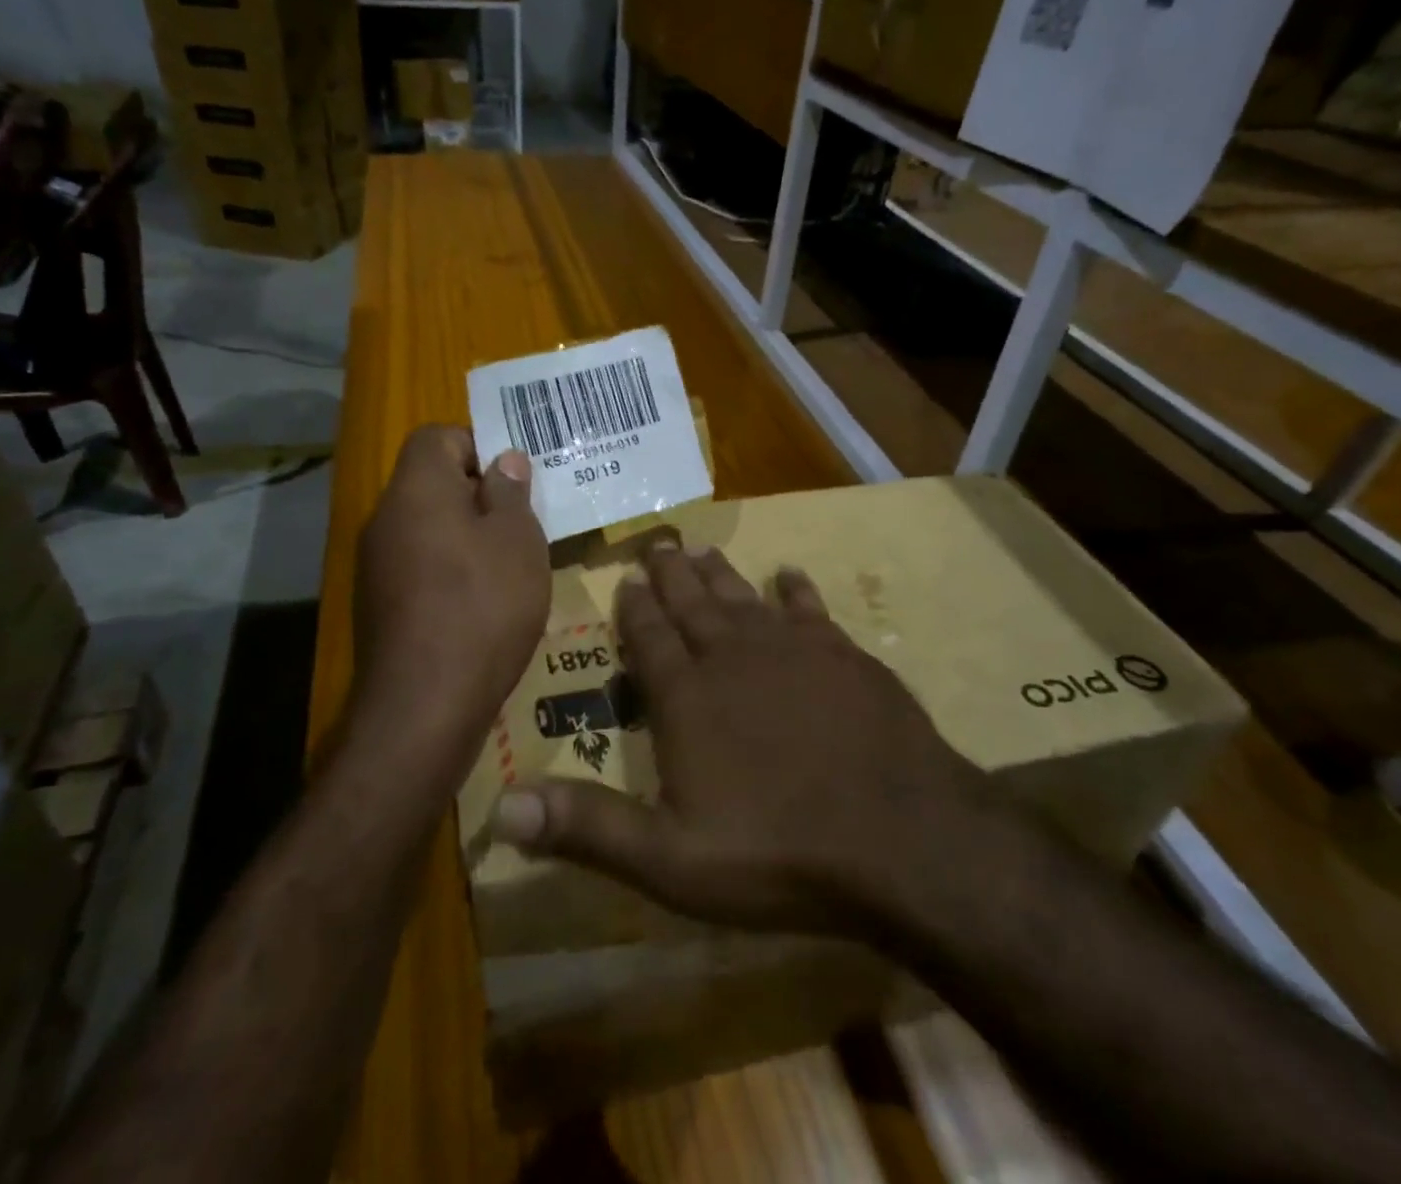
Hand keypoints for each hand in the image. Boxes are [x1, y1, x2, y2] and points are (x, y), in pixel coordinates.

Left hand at [352, 425, 548, 754]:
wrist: (424, 704)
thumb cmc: (483, 606)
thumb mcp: (518, 541)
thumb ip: (510, 492)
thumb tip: (504, 461)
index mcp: (416, 489)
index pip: (438, 436)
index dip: (478, 447)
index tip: (513, 482)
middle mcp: (385, 518)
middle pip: (431, 483)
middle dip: (478, 496)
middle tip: (521, 525)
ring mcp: (375, 564)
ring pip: (426, 527)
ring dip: (465, 536)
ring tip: (507, 567)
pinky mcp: (377, 604)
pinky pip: (417, 566)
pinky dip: (448, 571)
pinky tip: (480, 604)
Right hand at [490, 544, 992, 935]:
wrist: (901, 838)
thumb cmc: (777, 850)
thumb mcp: (669, 859)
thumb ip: (586, 827)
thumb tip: (499, 808)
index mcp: (687, 696)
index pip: (649, 638)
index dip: (634, 609)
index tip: (625, 577)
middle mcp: (733, 657)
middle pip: (693, 605)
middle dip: (670, 574)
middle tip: (657, 542)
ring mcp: (793, 651)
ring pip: (743, 598)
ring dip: (719, 575)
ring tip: (702, 551)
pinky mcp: (844, 657)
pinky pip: (809, 611)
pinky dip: (795, 592)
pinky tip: (787, 576)